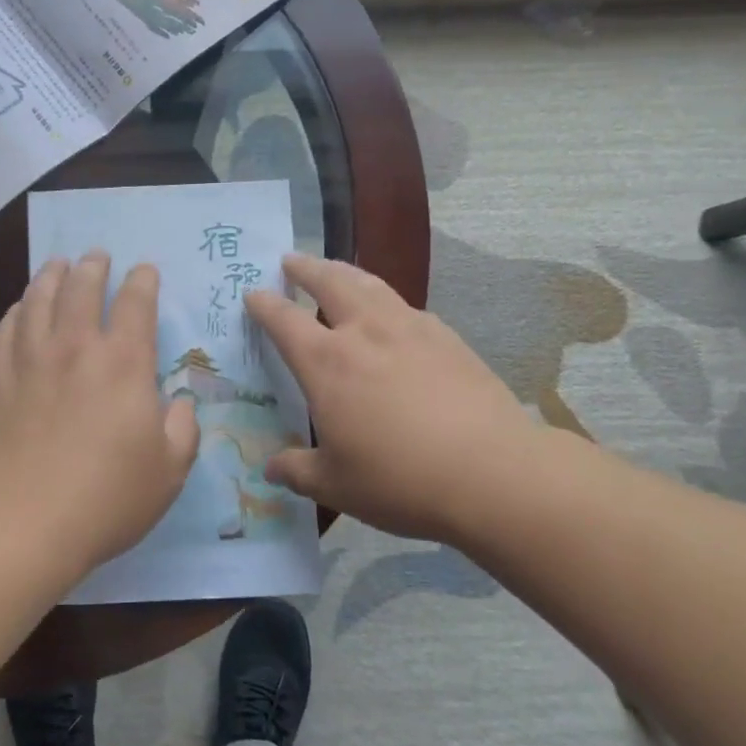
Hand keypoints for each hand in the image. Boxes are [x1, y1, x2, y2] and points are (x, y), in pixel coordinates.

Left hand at [0, 252, 199, 574]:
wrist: (23, 524)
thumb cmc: (107, 499)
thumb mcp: (170, 470)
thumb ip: (182, 428)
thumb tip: (178, 403)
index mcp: (123, 363)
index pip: (135, 304)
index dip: (142, 281)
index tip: (144, 270)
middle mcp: (75, 348)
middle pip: (82, 288)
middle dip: (93, 266)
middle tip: (96, 256)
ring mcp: (29, 361)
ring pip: (38, 300)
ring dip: (51, 276)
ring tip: (57, 265)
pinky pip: (4, 331)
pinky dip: (15, 312)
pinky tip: (19, 309)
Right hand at [244, 255, 549, 541]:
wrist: (493, 473)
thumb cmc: (400, 480)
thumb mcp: (335, 485)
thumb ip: (296, 470)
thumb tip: (270, 468)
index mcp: (327, 363)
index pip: (284, 320)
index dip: (264, 304)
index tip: (252, 293)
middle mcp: (365, 332)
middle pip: (329, 282)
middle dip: (306, 268)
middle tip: (291, 260)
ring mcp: (411, 329)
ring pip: (370, 285)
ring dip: (345, 272)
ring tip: (336, 271)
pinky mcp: (448, 338)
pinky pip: (406, 306)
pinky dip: (386, 300)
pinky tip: (392, 315)